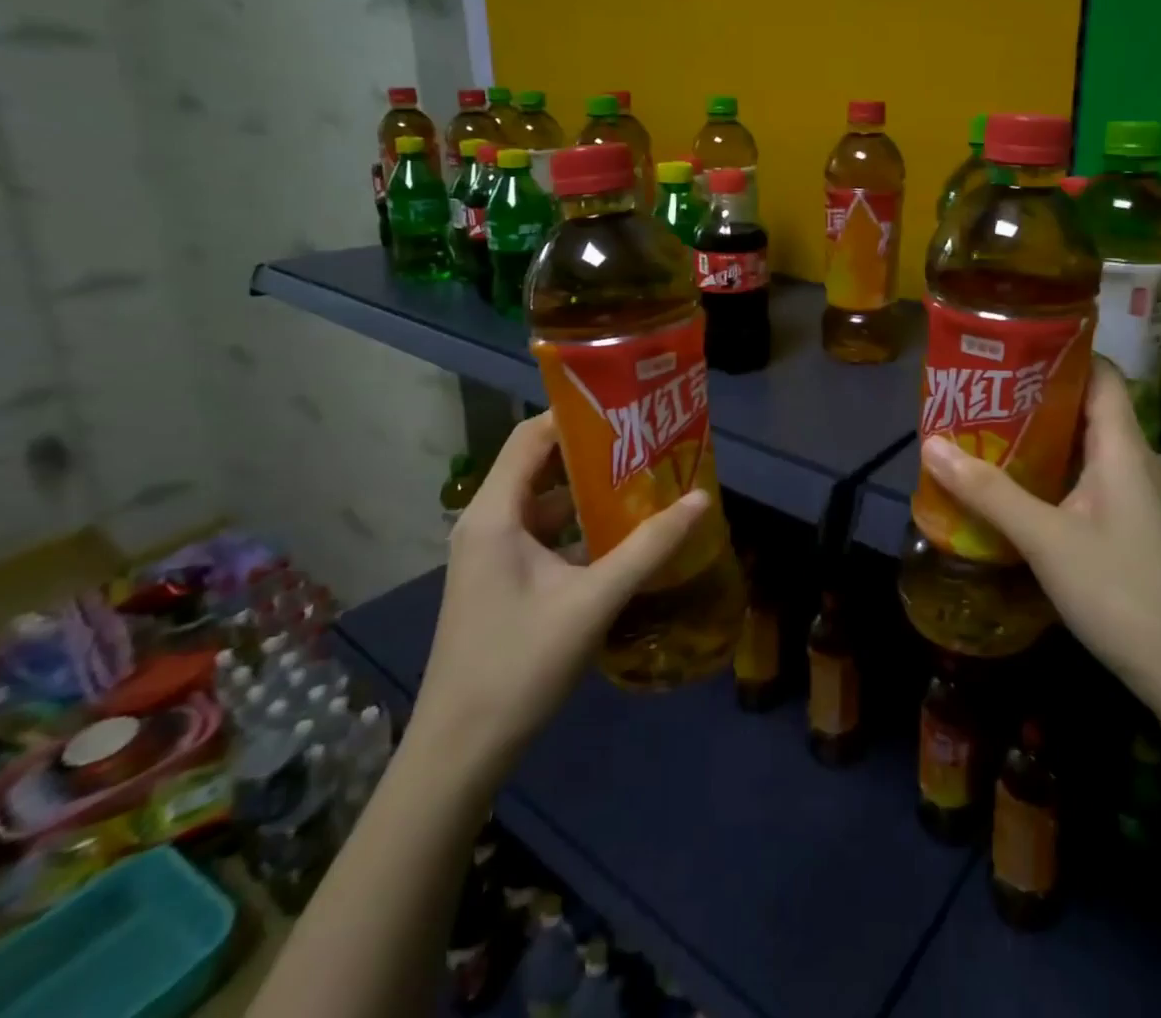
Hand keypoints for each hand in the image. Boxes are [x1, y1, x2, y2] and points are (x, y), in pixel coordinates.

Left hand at [409, 414, 707, 779]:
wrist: (459, 752)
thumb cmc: (519, 664)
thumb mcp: (593, 601)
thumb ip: (649, 548)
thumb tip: (701, 499)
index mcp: (495, 514)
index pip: (532, 436)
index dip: (576, 415)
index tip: (627, 408)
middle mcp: (487, 523)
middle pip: (539, 465)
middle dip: (592, 451)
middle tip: (646, 442)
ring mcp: (490, 555)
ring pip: (543, 503)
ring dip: (589, 492)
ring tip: (644, 481)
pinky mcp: (500, 581)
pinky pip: (542, 535)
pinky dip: (577, 526)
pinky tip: (620, 535)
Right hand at [920, 359, 1160, 714]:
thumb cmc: (1122, 592)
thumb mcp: (1045, 539)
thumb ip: (988, 492)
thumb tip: (931, 444)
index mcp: (1124, 447)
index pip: (1101, 373)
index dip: (1061, 353)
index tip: (1010, 348)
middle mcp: (1138, 461)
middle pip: (1088, 409)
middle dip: (1035, 398)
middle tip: (981, 395)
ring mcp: (1142, 498)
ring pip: (1088, 449)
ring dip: (1042, 440)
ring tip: (988, 436)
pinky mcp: (1138, 529)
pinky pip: (1093, 482)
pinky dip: (1056, 475)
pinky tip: (1021, 493)